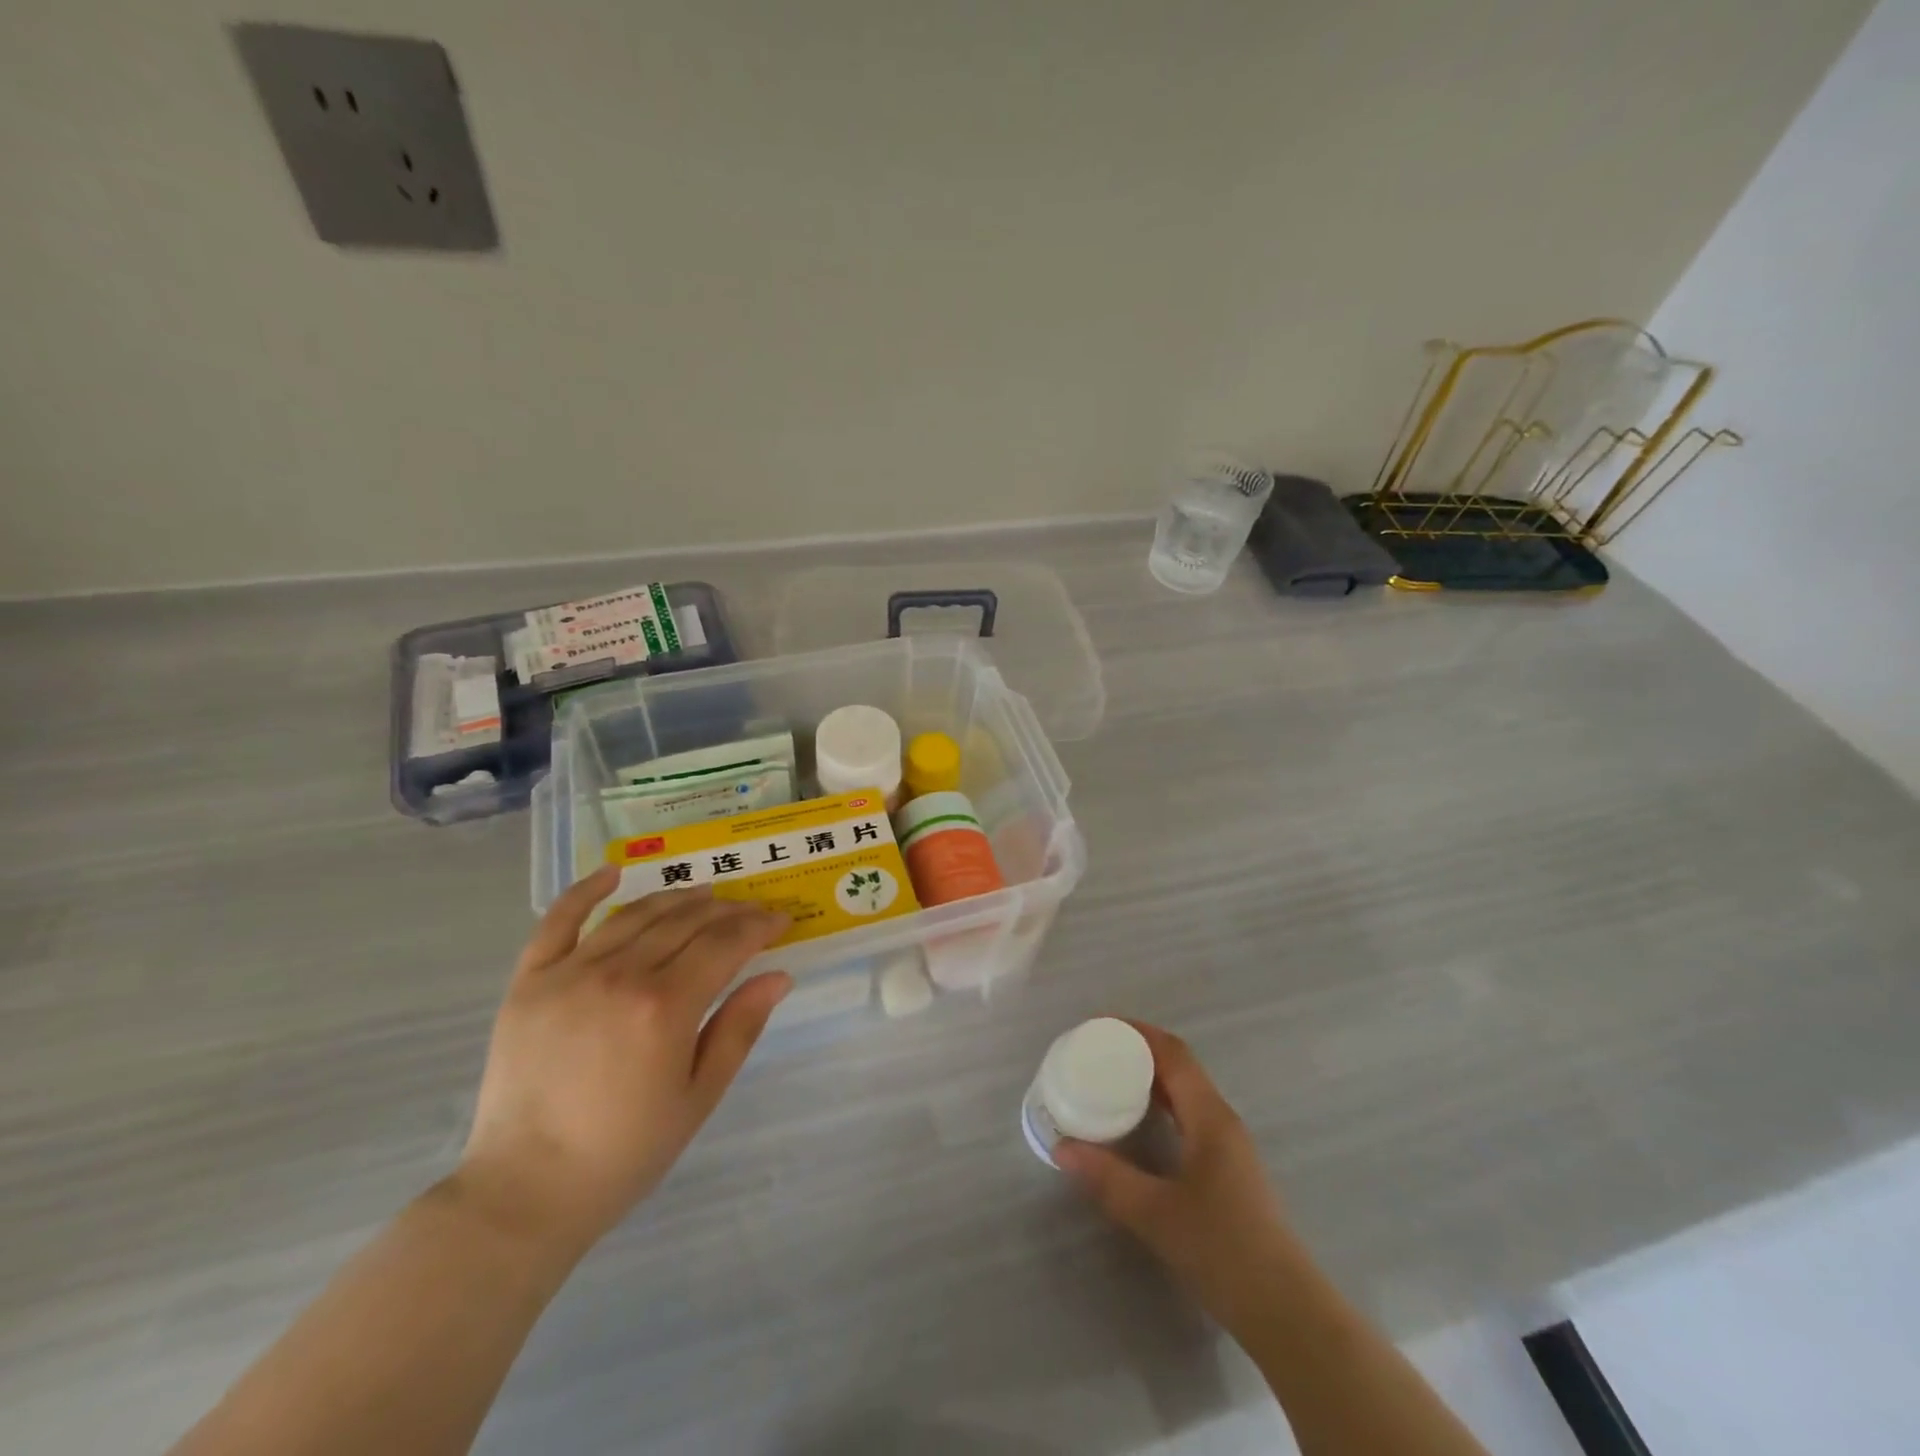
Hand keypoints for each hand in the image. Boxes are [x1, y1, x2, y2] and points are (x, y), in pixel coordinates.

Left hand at [454, 867, 790, 1254]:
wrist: (525, 1192)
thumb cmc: (625, 1152)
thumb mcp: (699, 1096)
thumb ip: (740, 1028)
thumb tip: (779, 975)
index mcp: (665, 1007)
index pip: (726, 943)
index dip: (759, 925)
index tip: (780, 920)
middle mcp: (619, 975)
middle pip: (686, 921)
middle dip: (727, 911)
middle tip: (749, 912)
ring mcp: (569, 973)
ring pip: (636, 915)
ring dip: (677, 899)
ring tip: (703, 895)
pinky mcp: (528, 982)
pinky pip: (558, 922)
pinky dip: (586, 891)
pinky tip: (613, 873)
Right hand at [1055, 1021, 1296, 1333]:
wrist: (1286, 1312)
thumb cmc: (1223, 1250)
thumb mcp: (1156, 1214)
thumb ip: (1107, 1178)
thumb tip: (1061, 1148)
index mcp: (1209, 1117)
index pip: (1173, 1054)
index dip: (1138, 1032)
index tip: (1100, 1026)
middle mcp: (1222, 1121)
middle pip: (1179, 1068)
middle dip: (1139, 1052)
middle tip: (1096, 1053)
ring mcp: (1229, 1147)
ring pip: (1186, 1094)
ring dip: (1150, 1080)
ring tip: (1109, 1082)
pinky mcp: (1228, 1171)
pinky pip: (1189, 1117)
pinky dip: (1161, 1107)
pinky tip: (1139, 1126)